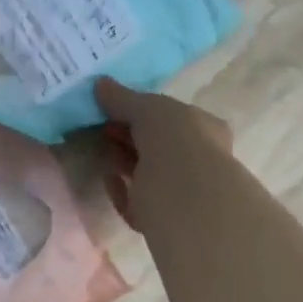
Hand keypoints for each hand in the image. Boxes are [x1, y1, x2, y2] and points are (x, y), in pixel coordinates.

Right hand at [96, 78, 232, 232]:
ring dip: (121, 161)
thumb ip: (123, 98)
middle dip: (127, 136)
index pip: (172, 117)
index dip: (142, 111)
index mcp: (203, 130)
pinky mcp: (159, 217)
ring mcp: (179, 191)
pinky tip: (107, 179)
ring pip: (144, 173)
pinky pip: (134, 201)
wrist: (185, 195)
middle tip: (100, 128)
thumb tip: (99, 83)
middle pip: (154, 145)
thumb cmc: (176, 141)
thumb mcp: (148, 108)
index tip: (113, 108)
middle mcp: (195, 160)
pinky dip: (119, 190)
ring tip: (98, 149)